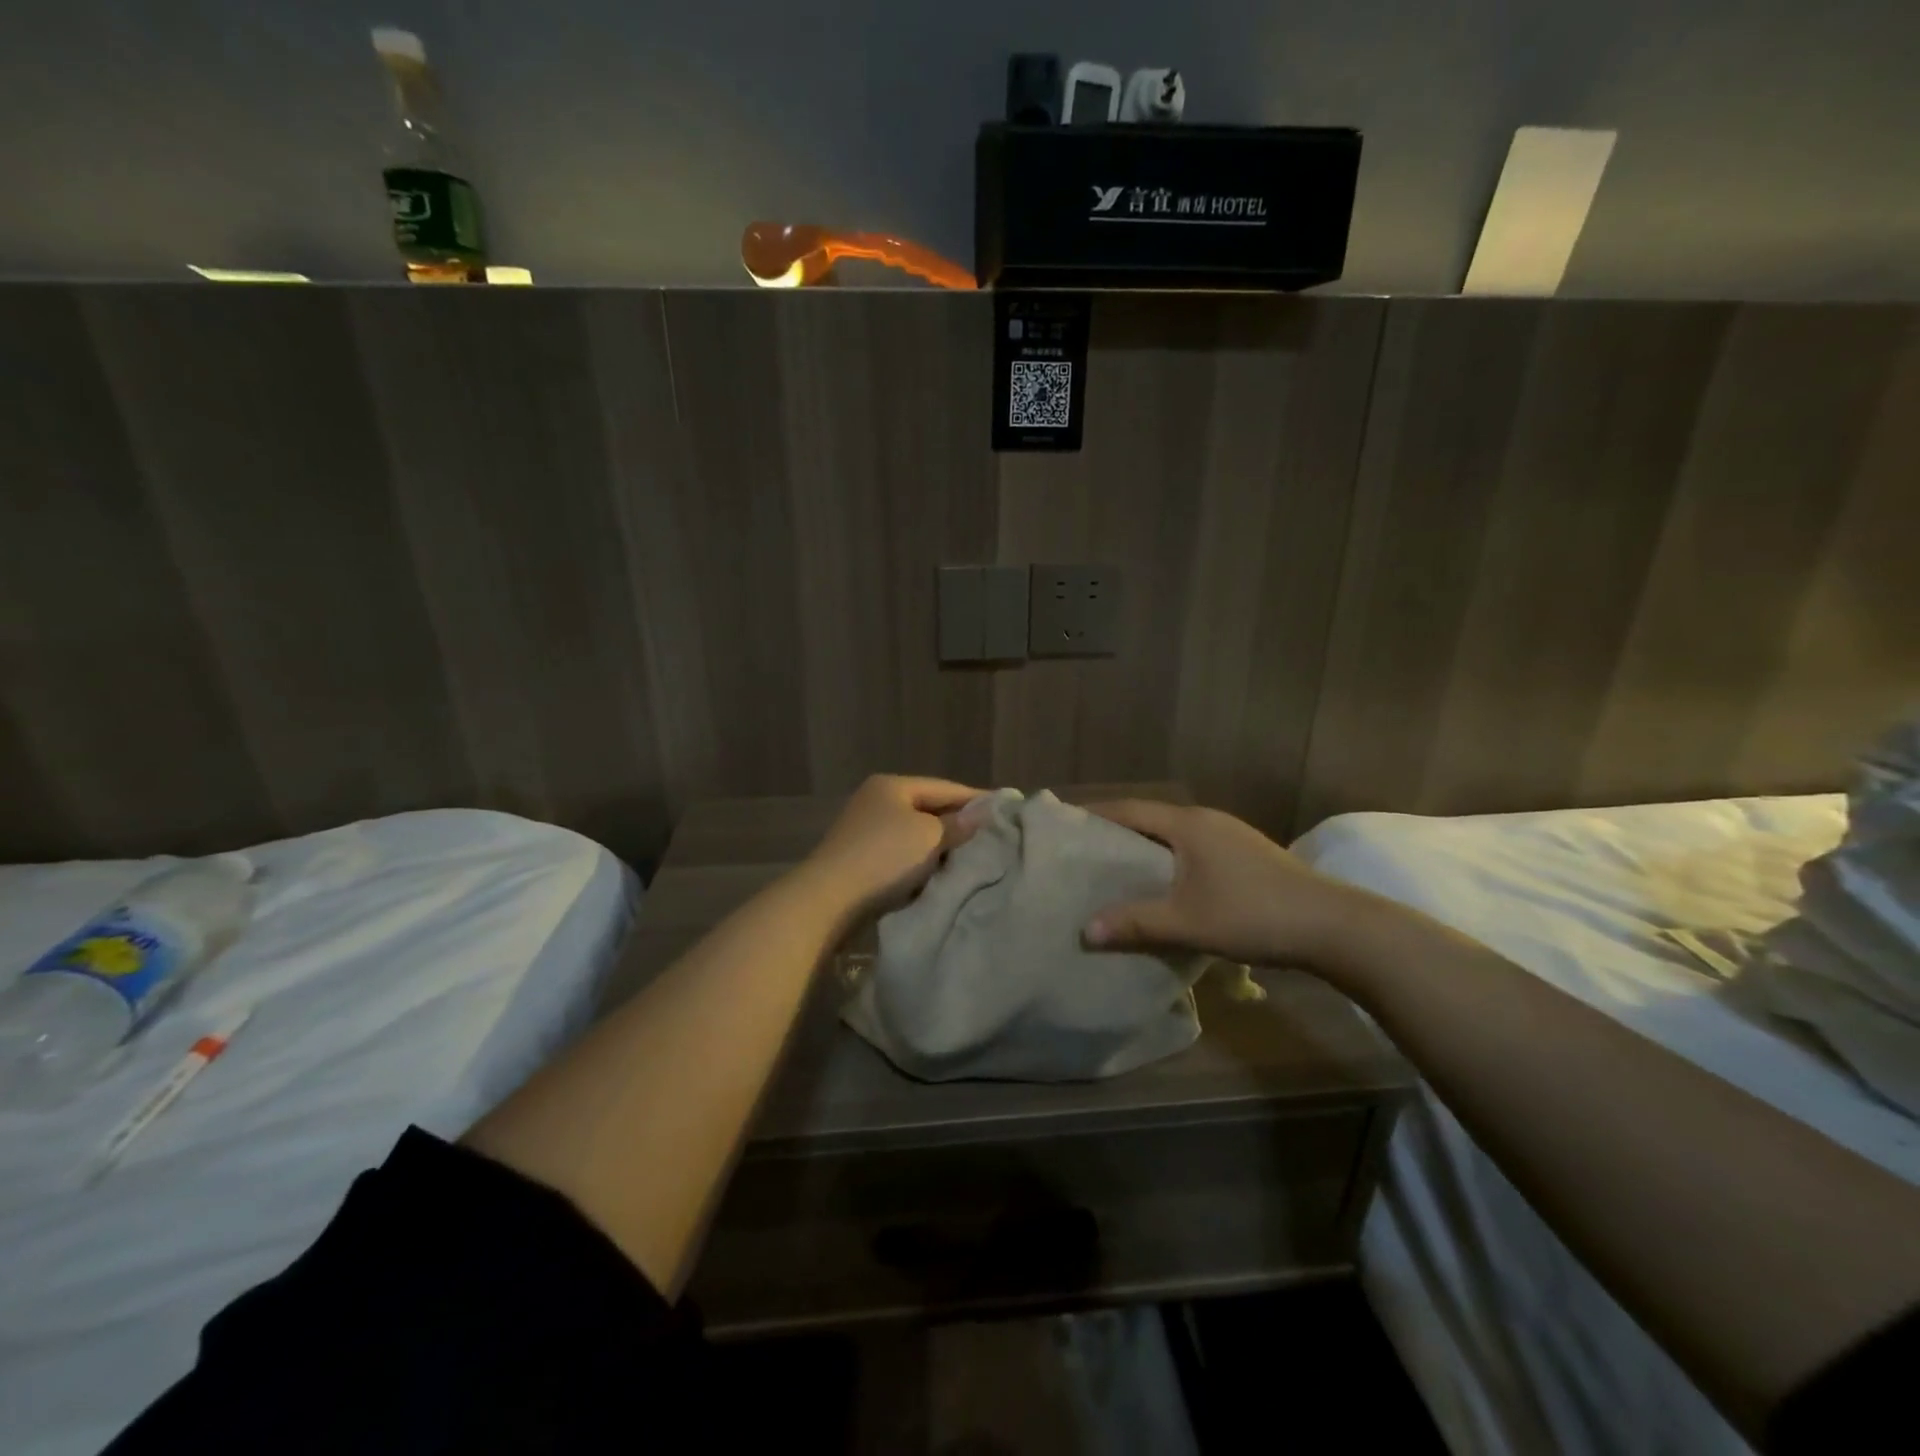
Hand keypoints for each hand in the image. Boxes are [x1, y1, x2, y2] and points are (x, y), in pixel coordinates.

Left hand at [804, 775, 983, 917]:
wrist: (829, 901)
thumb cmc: (885, 857)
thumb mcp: (929, 836)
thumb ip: (958, 824)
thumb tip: (983, 812)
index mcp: (892, 786)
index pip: (945, 787)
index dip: (977, 798)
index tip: (1007, 810)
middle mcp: (876, 801)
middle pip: (929, 810)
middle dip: (959, 824)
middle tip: (993, 838)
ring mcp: (865, 831)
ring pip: (916, 835)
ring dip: (940, 847)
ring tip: (972, 860)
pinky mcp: (861, 860)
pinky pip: (902, 856)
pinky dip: (921, 864)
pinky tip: (940, 876)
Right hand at [1081, 800, 1384, 972]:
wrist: (1334, 926)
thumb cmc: (1253, 914)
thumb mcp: (1187, 921)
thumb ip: (1135, 923)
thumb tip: (1085, 931)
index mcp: (1187, 824)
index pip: (1129, 809)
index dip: (1095, 815)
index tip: (1064, 826)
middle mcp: (1206, 820)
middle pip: (1149, 818)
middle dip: (1115, 833)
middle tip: (1082, 853)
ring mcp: (1230, 835)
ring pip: (1172, 834)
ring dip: (1144, 848)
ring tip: (1115, 870)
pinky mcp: (1246, 854)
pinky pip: (1192, 848)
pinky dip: (1168, 859)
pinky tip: (1163, 884)